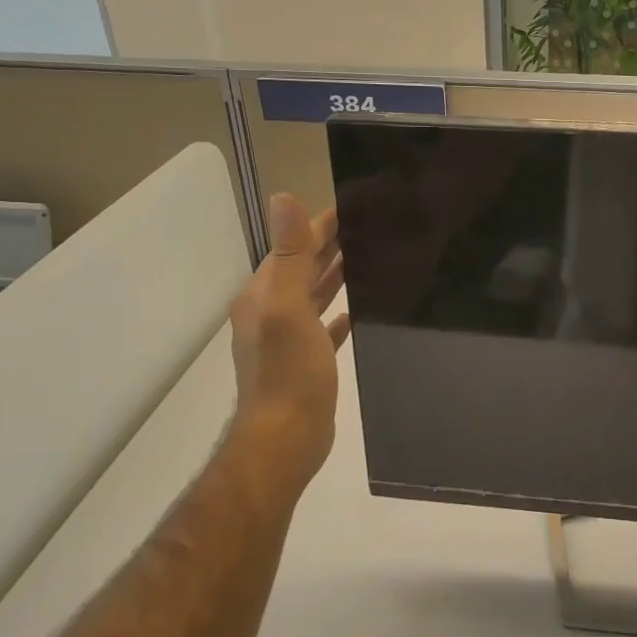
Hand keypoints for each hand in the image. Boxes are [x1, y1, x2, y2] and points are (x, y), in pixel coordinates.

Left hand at [226, 193, 350, 500]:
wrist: (285, 439)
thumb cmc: (288, 371)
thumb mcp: (288, 307)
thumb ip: (290, 254)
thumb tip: (283, 197)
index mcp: (264, 294)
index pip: (294, 246)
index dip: (322, 223)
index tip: (357, 204)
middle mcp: (271, 311)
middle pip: (304, 267)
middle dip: (332, 244)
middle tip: (372, 224)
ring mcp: (288, 338)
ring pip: (315, 294)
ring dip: (336, 274)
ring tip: (370, 256)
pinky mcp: (307, 362)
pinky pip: (325, 326)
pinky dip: (340, 312)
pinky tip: (358, 309)